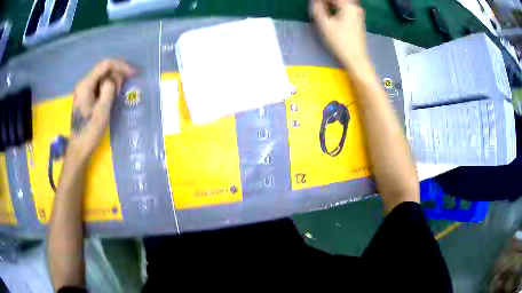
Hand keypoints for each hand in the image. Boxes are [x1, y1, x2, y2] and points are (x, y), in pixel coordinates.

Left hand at [69, 59, 135, 159]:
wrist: (79, 149)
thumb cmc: (90, 131)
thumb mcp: (102, 110)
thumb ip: (109, 89)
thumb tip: (114, 80)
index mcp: (85, 84)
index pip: (105, 65)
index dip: (121, 66)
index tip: (133, 74)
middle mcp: (84, 83)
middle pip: (104, 69)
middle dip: (117, 75)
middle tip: (123, 90)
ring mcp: (84, 90)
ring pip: (102, 77)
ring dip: (113, 82)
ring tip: (117, 96)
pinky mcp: (86, 97)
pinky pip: (100, 86)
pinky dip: (108, 88)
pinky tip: (112, 97)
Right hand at [311, 0, 370, 72]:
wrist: (356, 58)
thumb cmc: (340, 42)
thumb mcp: (324, 25)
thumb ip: (317, 9)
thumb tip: (314, 1)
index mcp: (348, 6)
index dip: (320, 1)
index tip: (312, 3)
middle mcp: (355, 7)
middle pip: (339, 0)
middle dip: (326, 2)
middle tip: (317, 6)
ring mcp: (358, 14)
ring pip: (342, 3)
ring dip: (331, 4)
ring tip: (321, 9)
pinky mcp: (358, 20)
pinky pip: (346, 8)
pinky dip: (337, 8)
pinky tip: (331, 13)